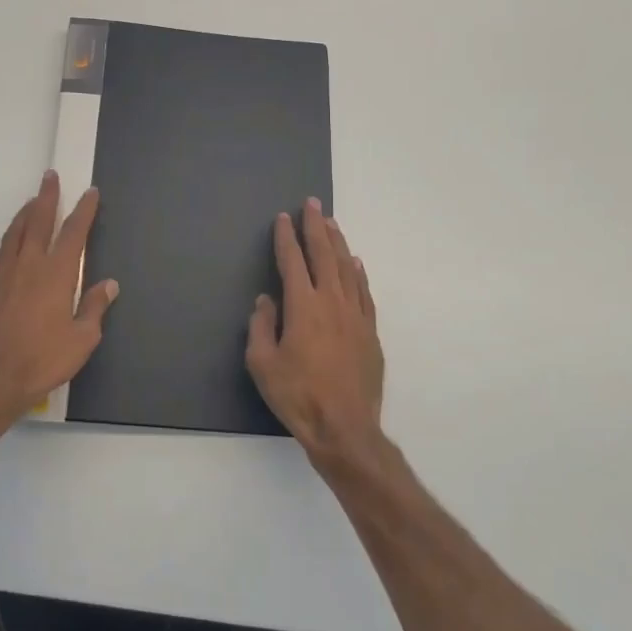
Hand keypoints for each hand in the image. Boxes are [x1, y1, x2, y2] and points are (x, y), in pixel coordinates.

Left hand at [0, 170, 117, 423]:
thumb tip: (108, 284)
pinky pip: (0, 254)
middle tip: (50, 177)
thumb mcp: (81, 340)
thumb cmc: (41, 361)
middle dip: (47, 197)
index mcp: (55, 274)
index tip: (90, 192)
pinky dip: (9, 240)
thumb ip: (94, 308)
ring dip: (25, 214)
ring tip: (31, 202)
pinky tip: (11, 245)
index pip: (73, 233)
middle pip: (38, 221)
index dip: (84, 210)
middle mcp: (27, 265)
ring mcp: (1, 275)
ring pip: (14, 233)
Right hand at [246, 198, 384, 463]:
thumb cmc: (297, 396)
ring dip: (338, 243)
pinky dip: (359, 273)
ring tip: (331, 223)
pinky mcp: (370, 332)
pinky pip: (364, 292)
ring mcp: (355, 315)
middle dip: (316, 227)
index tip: (283, 218)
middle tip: (312, 204)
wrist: (345, 427)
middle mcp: (332, 302)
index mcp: (303, 306)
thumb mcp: (262, 364)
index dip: (286, 238)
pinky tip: (355, 262)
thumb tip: (266, 301)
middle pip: (324, 255)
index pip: (293, 261)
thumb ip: (261, 326)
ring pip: (347, 268)